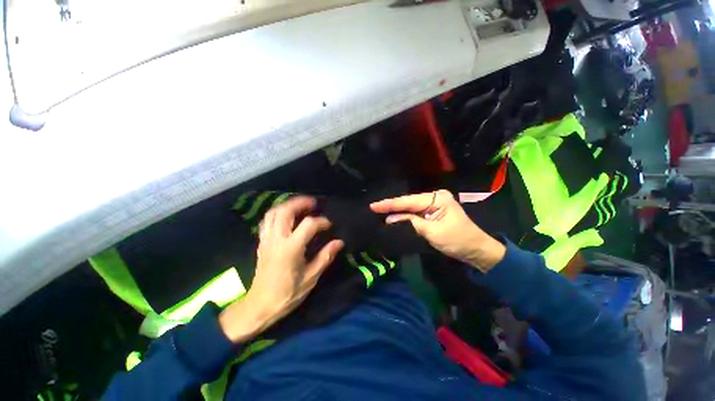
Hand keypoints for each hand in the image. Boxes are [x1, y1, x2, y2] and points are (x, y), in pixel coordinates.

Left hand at [219, 196, 343, 342]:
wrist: (260, 305)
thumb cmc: (288, 294)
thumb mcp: (311, 277)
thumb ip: (325, 257)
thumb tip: (339, 242)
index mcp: (291, 248)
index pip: (308, 225)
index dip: (322, 221)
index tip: (329, 225)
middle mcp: (277, 239)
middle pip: (286, 211)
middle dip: (300, 202)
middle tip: (313, 203)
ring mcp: (266, 239)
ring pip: (273, 212)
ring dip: (287, 205)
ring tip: (300, 206)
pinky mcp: (261, 242)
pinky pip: (267, 221)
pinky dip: (277, 213)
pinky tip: (286, 216)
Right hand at [370, 190, 504, 271]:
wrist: (475, 250)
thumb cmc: (457, 240)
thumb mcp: (432, 232)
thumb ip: (410, 222)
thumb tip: (390, 218)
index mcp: (437, 198)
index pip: (409, 201)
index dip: (390, 204)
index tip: (374, 206)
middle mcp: (434, 197)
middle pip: (408, 202)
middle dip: (391, 206)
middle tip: (373, 208)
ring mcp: (433, 204)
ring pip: (410, 207)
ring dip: (396, 211)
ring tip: (378, 211)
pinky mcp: (432, 212)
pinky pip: (414, 213)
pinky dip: (404, 216)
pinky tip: (392, 216)